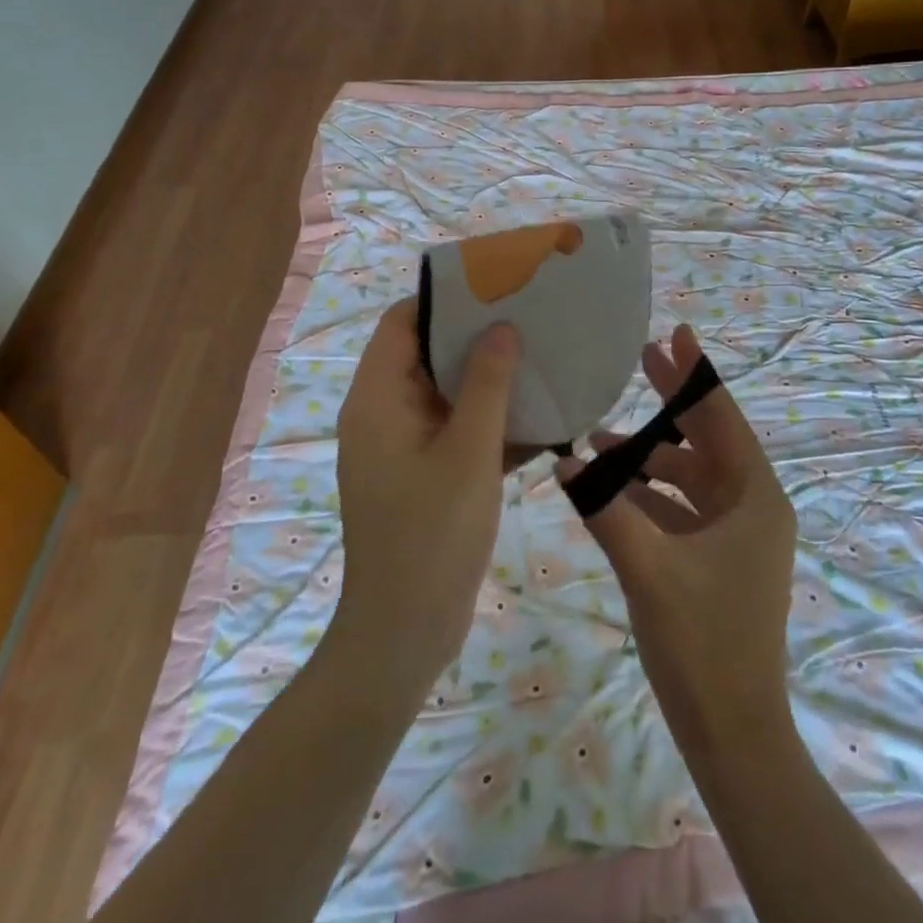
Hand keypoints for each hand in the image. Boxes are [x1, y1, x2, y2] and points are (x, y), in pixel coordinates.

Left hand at [333, 298, 518, 688]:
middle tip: (531, 318)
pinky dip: (492, 423)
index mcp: (378, 398)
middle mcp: (384, 414)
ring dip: (491, 381)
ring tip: (543, 357)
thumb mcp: (468, 452)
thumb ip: (486, 385)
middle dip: (477, 337)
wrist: (404, 635)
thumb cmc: (432, 535)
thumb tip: (501, 327)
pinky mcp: (425, 476)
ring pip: (448, 395)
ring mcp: (404, 447)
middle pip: (428, 355)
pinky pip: (459, 432)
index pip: (402, 323)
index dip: (444, 300)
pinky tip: (544, 418)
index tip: (495, 287)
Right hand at [557, 325, 798, 753]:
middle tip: (641, 358)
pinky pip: (682, 508)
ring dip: (649, 454)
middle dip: (673, 401)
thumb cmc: (703, 643)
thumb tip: (564, 462)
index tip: (676, 333)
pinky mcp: (717, 559)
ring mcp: (736, 535)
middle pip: (708, 439)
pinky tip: (610, 484)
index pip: (724, 418)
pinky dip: (649, 492)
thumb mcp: (648, 568)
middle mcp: (752, 507)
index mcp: (754, 498)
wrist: (733, 734)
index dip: (698, 374)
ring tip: (601, 433)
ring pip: (690, 475)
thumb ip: (604, 509)